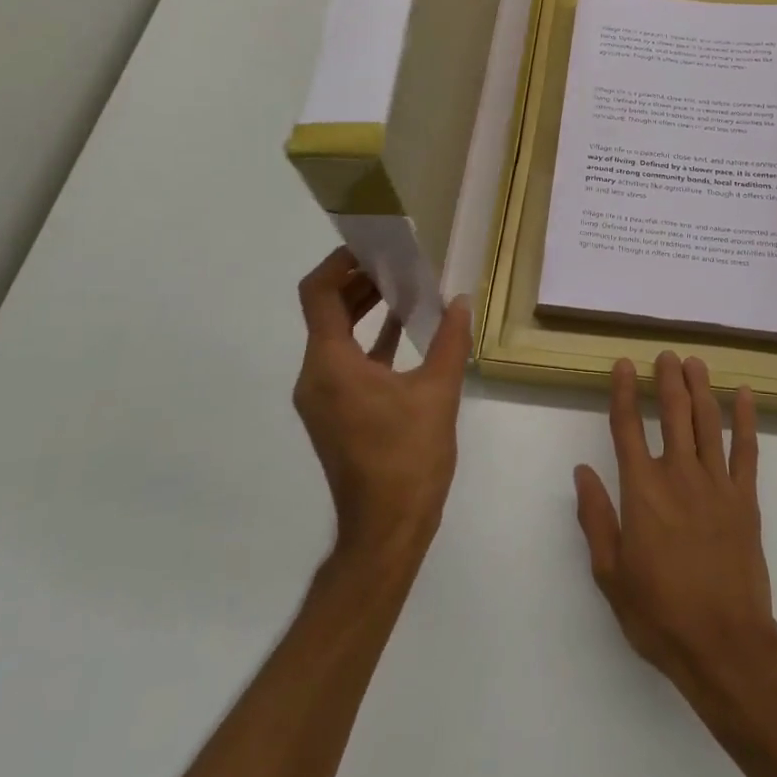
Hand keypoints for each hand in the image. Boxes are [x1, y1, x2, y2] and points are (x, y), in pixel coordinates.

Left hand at [294, 247, 470, 563]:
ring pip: (336, 336)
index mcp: (330, 365)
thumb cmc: (408, 458)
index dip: (338, 262)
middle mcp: (315, 376)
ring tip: (405, 287)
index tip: (371, 246)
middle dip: (359, 282)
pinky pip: (346, 361)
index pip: (318, 294)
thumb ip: (451, 340)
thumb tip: (461, 301)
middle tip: (397, 261)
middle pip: (326, 311)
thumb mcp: (438, 393)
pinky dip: (370, 340)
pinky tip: (406, 328)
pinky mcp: (335, 413)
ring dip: (365, 309)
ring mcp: (322, 397)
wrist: (386, 530)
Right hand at [574, 352, 776, 705]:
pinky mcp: (746, 499)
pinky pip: (746, 450)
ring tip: (694, 363)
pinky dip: (745, 420)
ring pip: (708, 422)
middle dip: (668, 379)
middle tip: (666, 355)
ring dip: (701, 388)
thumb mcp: (611, 574)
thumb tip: (582, 472)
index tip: (624, 365)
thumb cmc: (660, 613)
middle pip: (673, 413)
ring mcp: (717, 484)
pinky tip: (743, 395)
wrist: (725, 645)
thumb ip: (596, 518)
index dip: (625, 392)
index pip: (628, 428)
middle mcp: (679, 475)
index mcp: (642, 491)